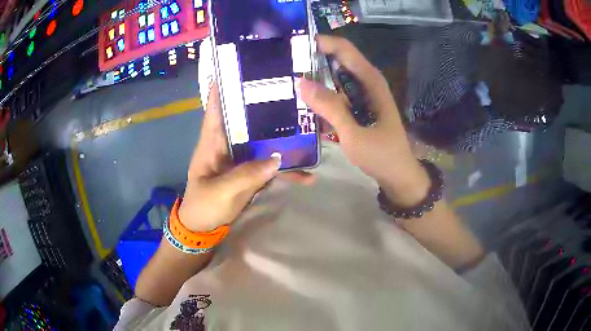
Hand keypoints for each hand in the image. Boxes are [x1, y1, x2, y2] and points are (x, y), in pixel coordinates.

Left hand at [179, 83, 313, 231]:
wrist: (204, 227)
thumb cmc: (203, 205)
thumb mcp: (220, 192)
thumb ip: (246, 175)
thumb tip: (277, 159)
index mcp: (212, 141)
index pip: (217, 107)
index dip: (225, 86)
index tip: (241, 67)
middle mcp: (228, 143)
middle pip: (247, 118)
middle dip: (265, 104)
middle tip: (290, 90)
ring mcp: (242, 157)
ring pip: (264, 140)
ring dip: (283, 136)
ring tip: (309, 128)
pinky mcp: (251, 171)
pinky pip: (271, 165)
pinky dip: (287, 169)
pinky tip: (308, 175)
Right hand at [300, 35, 429, 206]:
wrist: (397, 175)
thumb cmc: (381, 155)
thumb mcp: (354, 133)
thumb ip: (330, 107)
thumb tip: (301, 81)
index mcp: (370, 81)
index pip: (344, 49)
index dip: (320, 43)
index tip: (293, 47)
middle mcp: (366, 82)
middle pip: (336, 61)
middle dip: (312, 61)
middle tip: (283, 67)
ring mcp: (362, 95)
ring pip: (334, 79)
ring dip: (314, 80)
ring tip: (286, 84)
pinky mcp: (357, 108)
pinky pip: (335, 95)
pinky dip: (321, 97)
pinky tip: (303, 105)